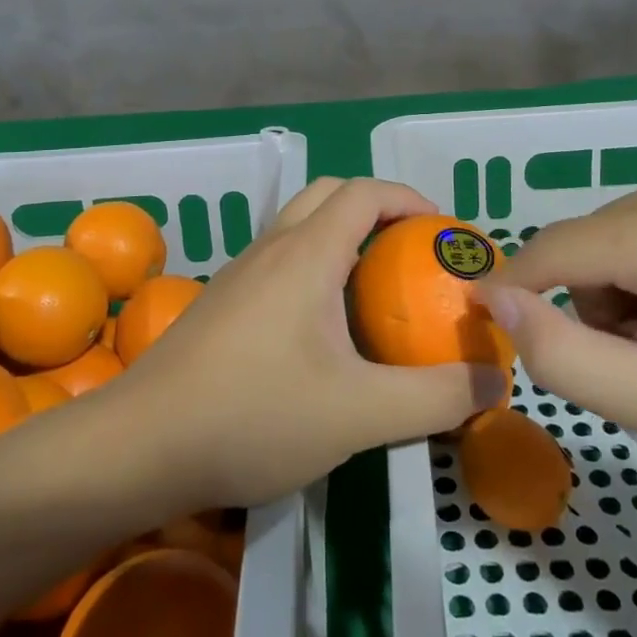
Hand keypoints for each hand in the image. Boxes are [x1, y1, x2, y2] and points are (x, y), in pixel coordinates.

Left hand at [119, 177, 506, 509]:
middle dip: (378, 210)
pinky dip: (316, 267)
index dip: (410, 199)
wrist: (139, 446)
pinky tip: (325, 330)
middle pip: (330, 195)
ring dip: (343, 238)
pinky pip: (281, 261)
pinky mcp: (223, 302)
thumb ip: (436, 397)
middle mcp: (272, 248)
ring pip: (301, 227)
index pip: (364, 191)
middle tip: (412, 254)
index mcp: (306, 253)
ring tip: (377, 290)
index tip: (444, 234)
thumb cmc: (252, 416)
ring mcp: (241, 273)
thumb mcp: (359, 414)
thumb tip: (497, 382)